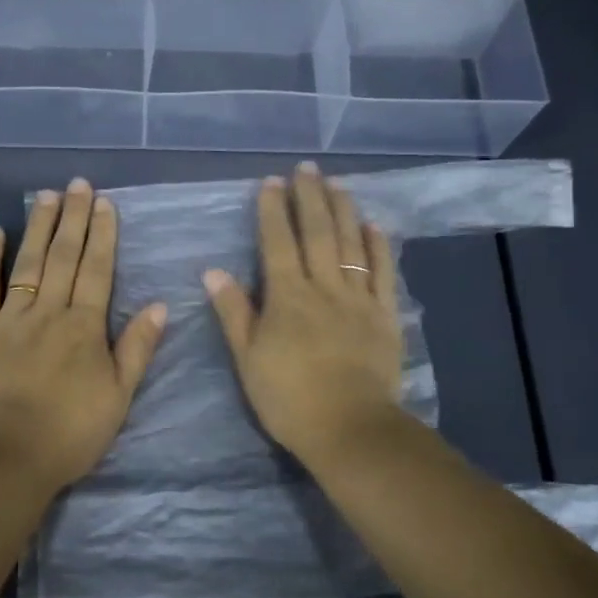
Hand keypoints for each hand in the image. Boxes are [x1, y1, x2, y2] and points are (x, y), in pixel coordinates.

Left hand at [0, 178, 166, 492]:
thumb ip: (137, 348)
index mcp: (84, 326)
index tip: (104, 203)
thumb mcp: (119, 396)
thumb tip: (160, 305)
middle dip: (73, 218)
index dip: (102, 234)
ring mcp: (9, 318)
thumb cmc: (70, 432)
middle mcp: (48, 311)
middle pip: (63, 256)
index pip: (97, 269)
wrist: (6, 458)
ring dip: (38, 226)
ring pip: (27, 262)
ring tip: (47, 195)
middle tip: (78, 184)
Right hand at [204, 162, 404, 469]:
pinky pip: (383, 273)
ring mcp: (358, 298)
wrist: (349, 428)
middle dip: (309, 197)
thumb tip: (213, 271)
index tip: (271, 182)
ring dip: (343, 210)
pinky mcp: (384, 315)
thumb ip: (233, 312)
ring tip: (337, 183)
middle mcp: (324, 286)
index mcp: (287, 296)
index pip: (277, 242)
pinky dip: (379, 246)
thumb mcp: (248, 358)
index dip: (273, 210)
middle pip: (317, 232)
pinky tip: (374, 225)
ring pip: (351, 244)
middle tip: (306, 168)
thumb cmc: (289, 397)